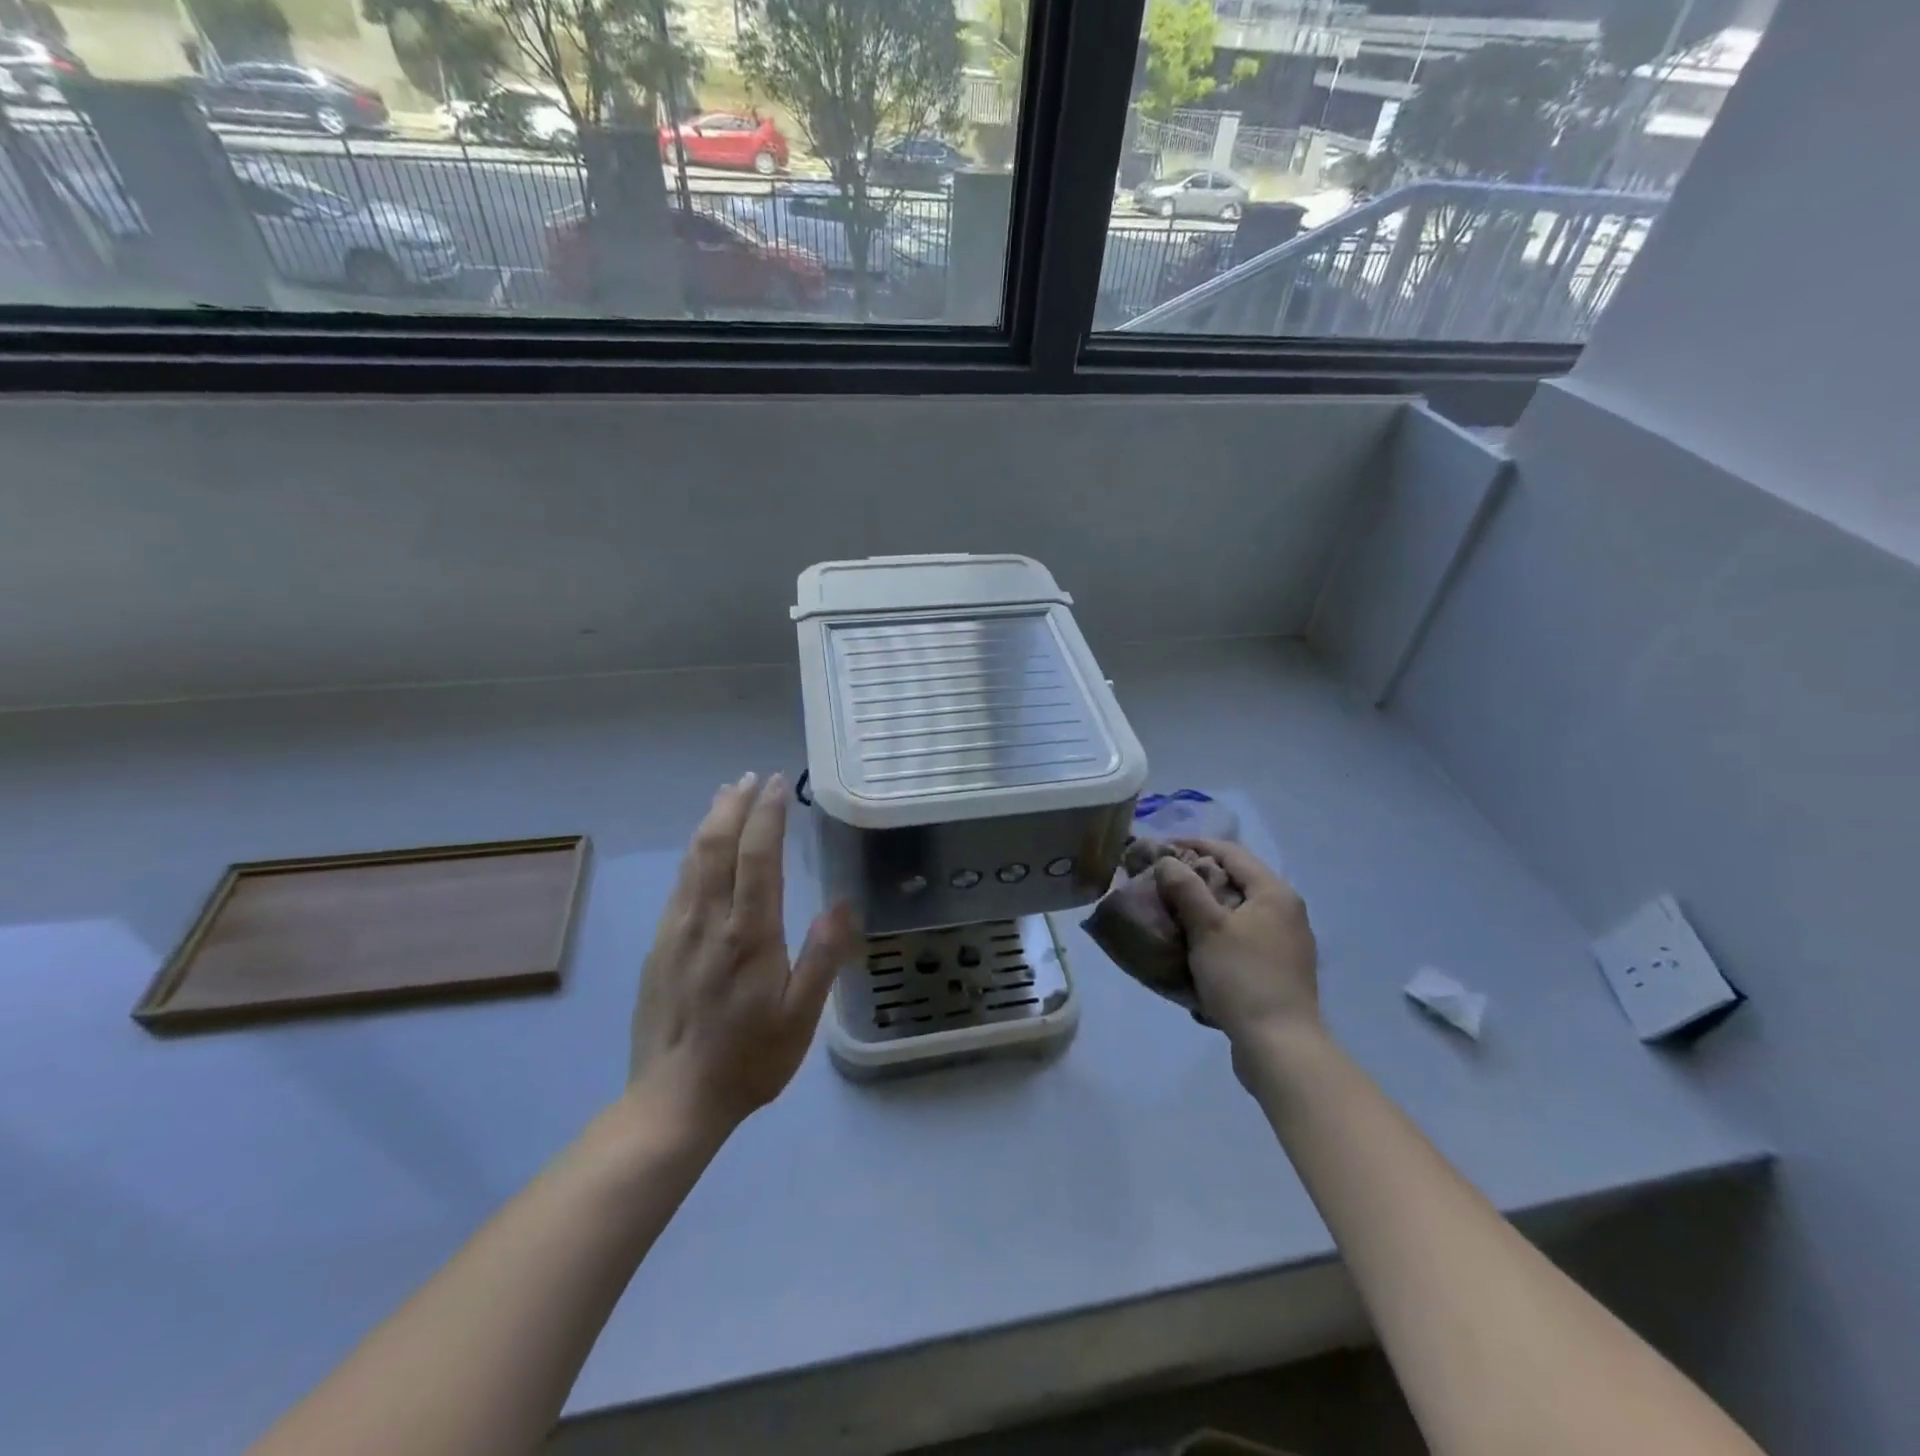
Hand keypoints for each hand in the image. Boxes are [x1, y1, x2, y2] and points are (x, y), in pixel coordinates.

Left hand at [630, 772, 857, 1133]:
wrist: (674, 1102)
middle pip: (717, 846)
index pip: (755, 856)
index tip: (777, 784)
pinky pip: (679, 883)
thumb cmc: (749, 1059)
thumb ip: (823, 957)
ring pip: (693, 859)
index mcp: (748, 935)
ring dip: (711, 820)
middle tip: (751, 777)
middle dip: (735, 805)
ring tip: (727, 794)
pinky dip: (694, 851)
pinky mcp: (659, 945)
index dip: (767, 815)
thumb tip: (842, 903)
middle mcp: (708, 921)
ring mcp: (676, 931)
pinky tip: (701, 847)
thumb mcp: (800, 1017)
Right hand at [1152, 839, 1318, 1054]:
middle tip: (1161, 879)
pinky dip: (1216, 931)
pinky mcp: (1277, 969)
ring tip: (1171, 909)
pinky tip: (1193, 943)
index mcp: (1275, 893)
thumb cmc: (1243, 978)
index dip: (1193, 845)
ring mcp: (1285, 942)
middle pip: (1235, 879)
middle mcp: (1286, 911)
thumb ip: (1186, 888)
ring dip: (1204, 905)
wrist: (1279, 1047)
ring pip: (1237, 909)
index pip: (1230, 852)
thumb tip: (1167, 861)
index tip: (1159, 847)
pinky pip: (1241, 935)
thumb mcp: (1207, 928)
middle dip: (1197, 875)